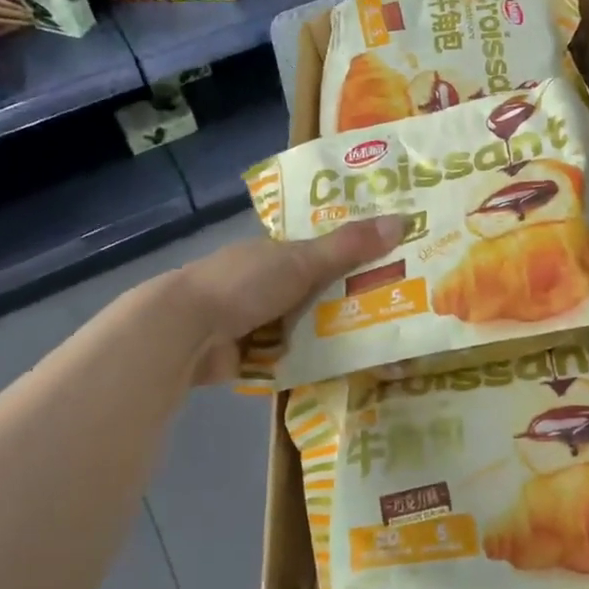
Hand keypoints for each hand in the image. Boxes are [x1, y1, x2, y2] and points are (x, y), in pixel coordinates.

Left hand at [176, 215, 407, 383]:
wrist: (185, 332)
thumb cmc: (244, 284)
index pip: (323, 250)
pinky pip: (292, 356)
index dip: (356, 255)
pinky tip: (349, 369)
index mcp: (275, 252)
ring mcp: (257, 321)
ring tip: (385, 344)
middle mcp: (267, 283)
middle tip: (401, 310)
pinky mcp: (252, 355)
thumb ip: (349, 246)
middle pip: (319, 291)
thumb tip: (403, 220)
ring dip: (335, 334)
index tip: (394, 263)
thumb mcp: (302, 261)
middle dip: (351, 300)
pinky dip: (314, 361)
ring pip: (308, 325)